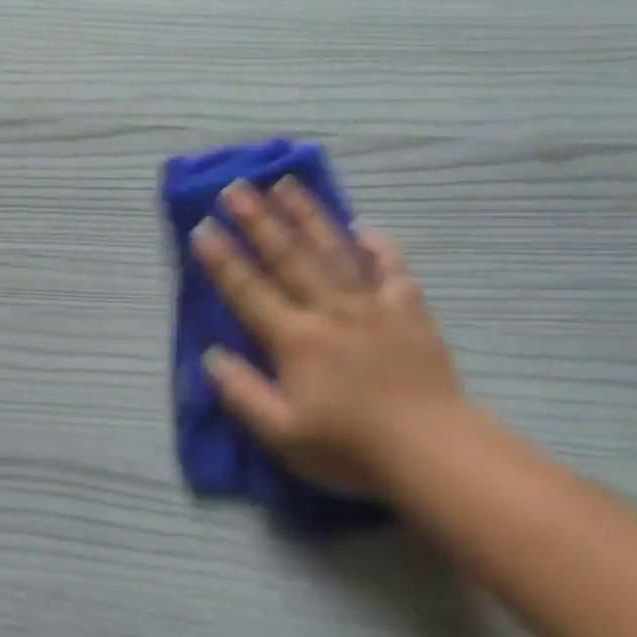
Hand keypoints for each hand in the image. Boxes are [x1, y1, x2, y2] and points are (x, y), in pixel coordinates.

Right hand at [191, 179, 464, 495]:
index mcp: (295, 339)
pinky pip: (391, 267)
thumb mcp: (282, 434)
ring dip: (307, 215)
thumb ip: (242, 392)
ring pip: (333, 250)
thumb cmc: (351, 447)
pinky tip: (366, 228)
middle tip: (236, 188)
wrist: (432, 452)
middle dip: (258, 220)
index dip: (223, 260)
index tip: (203, 227)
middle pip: (288, 257)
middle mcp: (329, 310)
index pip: (249, 290)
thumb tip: (211, 355)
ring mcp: (371, 304)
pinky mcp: (408, 309)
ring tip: (287, 185)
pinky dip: (378, 246)